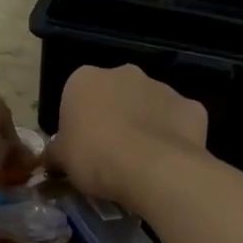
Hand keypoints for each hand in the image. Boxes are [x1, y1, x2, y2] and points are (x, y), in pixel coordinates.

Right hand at [44, 65, 206, 203]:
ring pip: (149, 105)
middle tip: (111, 153)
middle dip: (114, 116)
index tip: (82, 147)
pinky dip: (174, 136)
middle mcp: (125, 73)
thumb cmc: (95, 157)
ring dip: (145, 124)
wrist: (152, 168)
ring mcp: (162, 87)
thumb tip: (51, 158)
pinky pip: (178, 121)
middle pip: (116, 94)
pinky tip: (168, 161)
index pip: (76, 95)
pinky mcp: (191, 106)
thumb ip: (56, 153)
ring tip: (142, 161)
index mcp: (85, 79)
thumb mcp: (62, 160)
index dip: (79, 122)